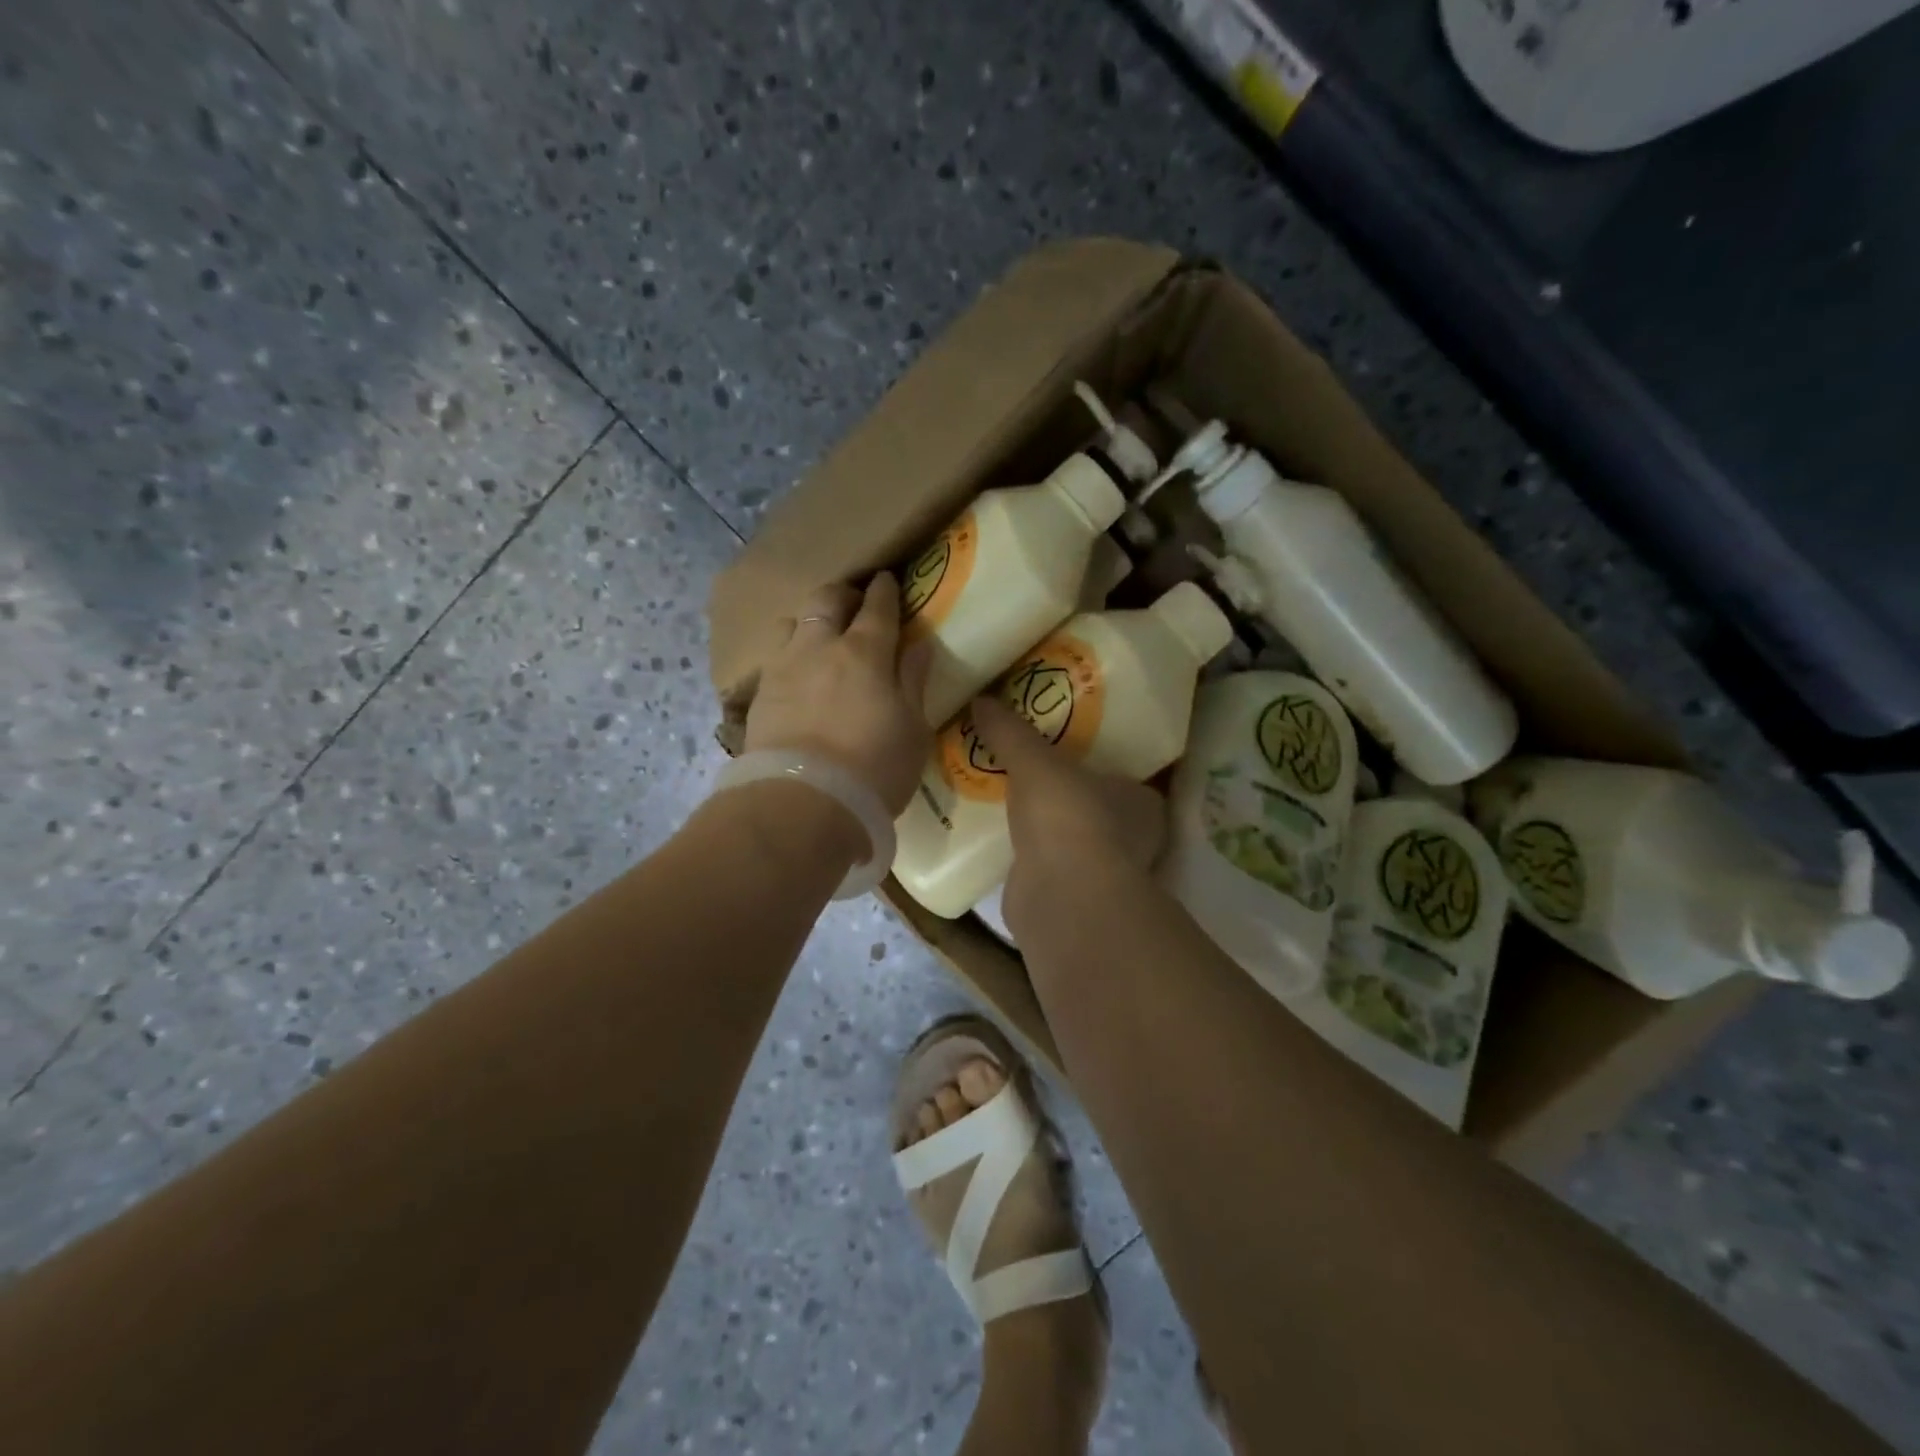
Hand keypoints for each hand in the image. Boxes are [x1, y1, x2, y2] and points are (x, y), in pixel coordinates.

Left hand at [744, 573, 932, 815]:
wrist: (802, 803)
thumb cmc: (874, 769)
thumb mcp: (913, 729)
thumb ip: (914, 682)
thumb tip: (919, 646)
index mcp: (865, 652)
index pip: (878, 607)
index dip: (885, 590)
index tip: (888, 580)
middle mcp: (820, 647)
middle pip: (827, 600)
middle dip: (844, 594)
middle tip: (855, 603)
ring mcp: (783, 668)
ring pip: (793, 622)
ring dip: (810, 622)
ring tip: (820, 638)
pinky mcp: (759, 694)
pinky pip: (774, 657)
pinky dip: (790, 654)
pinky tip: (798, 674)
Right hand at [968, 695, 1164, 933]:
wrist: (1059, 896)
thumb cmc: (1067, 816)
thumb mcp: (1034, 760)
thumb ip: (1010, 731)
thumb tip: (981, 699)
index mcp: (1143, 802)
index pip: (1123, 775)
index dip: (1095, 761)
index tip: (1062, 748)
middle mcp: (1133, 840)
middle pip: (1095, 807)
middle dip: (1065, 794)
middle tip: (1027, 769)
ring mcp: (1103, 873)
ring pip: (1071, 839)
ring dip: (1045, 826)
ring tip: (1006, 799)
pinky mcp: (1070, 897)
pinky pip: (1047, 864)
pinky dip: (1028, 854)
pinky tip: (1000, 838)